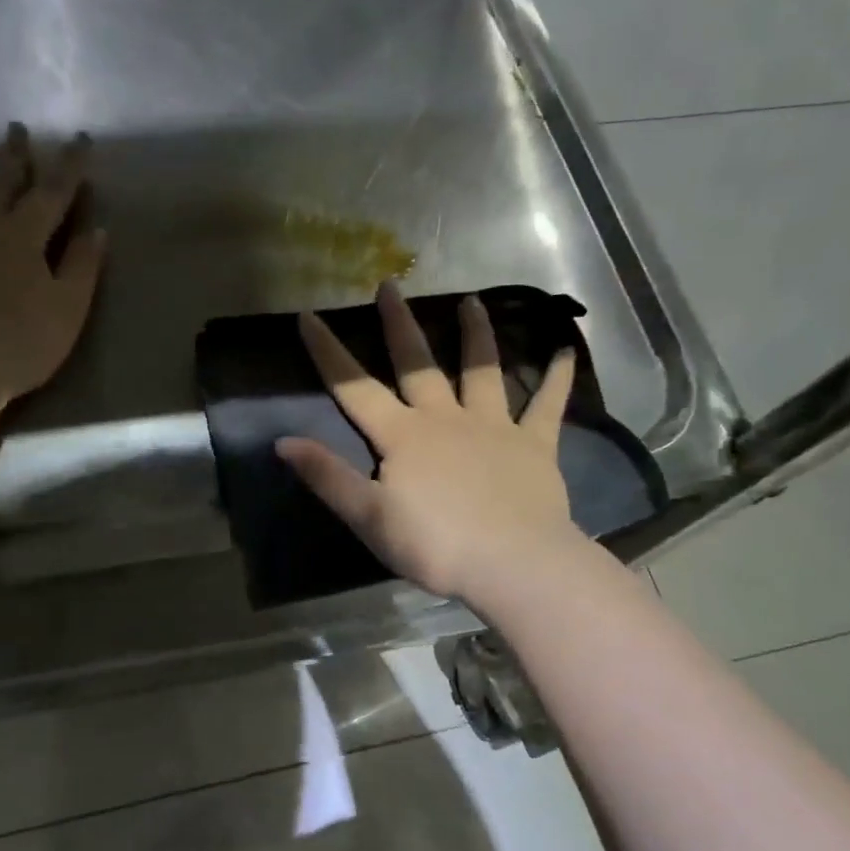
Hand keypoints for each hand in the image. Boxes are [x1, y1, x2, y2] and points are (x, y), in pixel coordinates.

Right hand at [277, 281, 579, 604]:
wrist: (514, 566)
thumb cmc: (436, 545)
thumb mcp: (369, 518)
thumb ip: (328, 477)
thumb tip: (282, 441)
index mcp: (403, 436)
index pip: (356, 389)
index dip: (329, 353)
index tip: (309, 316)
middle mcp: (446, 419)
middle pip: (418, 365)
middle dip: (399, 325)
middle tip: (391, 284)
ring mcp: (494, 427)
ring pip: (482, 371)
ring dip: (476, 335)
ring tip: (472, 301)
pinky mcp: (534, 445)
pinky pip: (547, 406)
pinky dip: (557, 379)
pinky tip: (566, 352)